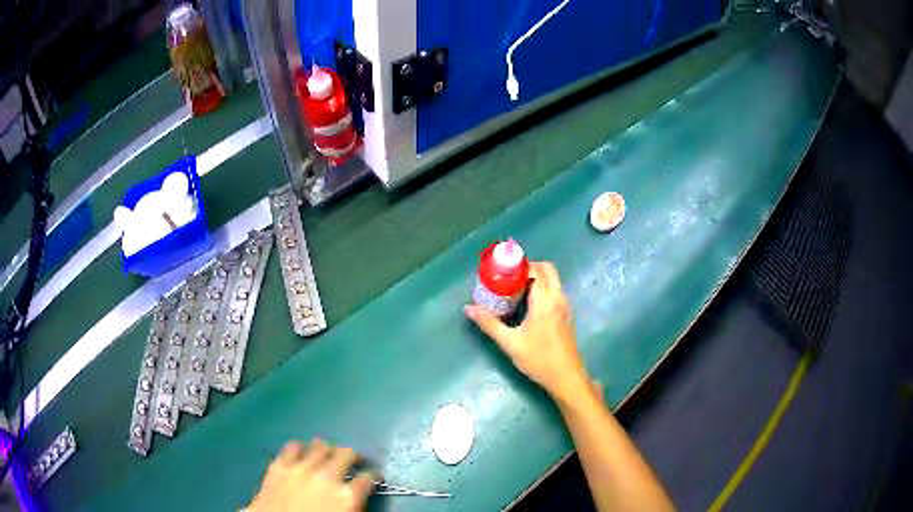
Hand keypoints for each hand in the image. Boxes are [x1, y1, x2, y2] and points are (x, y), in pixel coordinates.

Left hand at [248, 439, 374, 511]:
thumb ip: (353, 505)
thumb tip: (356, 497)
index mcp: (346, 496)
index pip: (368, 478)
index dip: (372, 476)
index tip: (373, 476)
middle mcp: (326, 477)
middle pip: (345, 455)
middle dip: (352, 455)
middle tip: (353, 458)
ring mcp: (300, 469)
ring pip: (319, 447)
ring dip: (327, 448)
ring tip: (328, 451)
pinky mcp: (278, 467)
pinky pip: (290, 449)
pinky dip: (298, 447)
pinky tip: (300, 450)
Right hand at [465, 261, 591, 402]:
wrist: (566, 377)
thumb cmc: (538, 359)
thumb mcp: (510, 342)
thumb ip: (489, 323)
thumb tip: (468, 308)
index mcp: (545, 300)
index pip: (536, 270)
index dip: (520, 266)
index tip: (503, 271)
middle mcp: (558, 298)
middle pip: (548, 269)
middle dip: (529, 268)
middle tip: (509, 278)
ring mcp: (565, 306)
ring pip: (553, 280)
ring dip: (537, 278)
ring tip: (515, 290)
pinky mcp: (567, 315)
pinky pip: (556, 291)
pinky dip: (543, 289)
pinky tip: (528, 306)